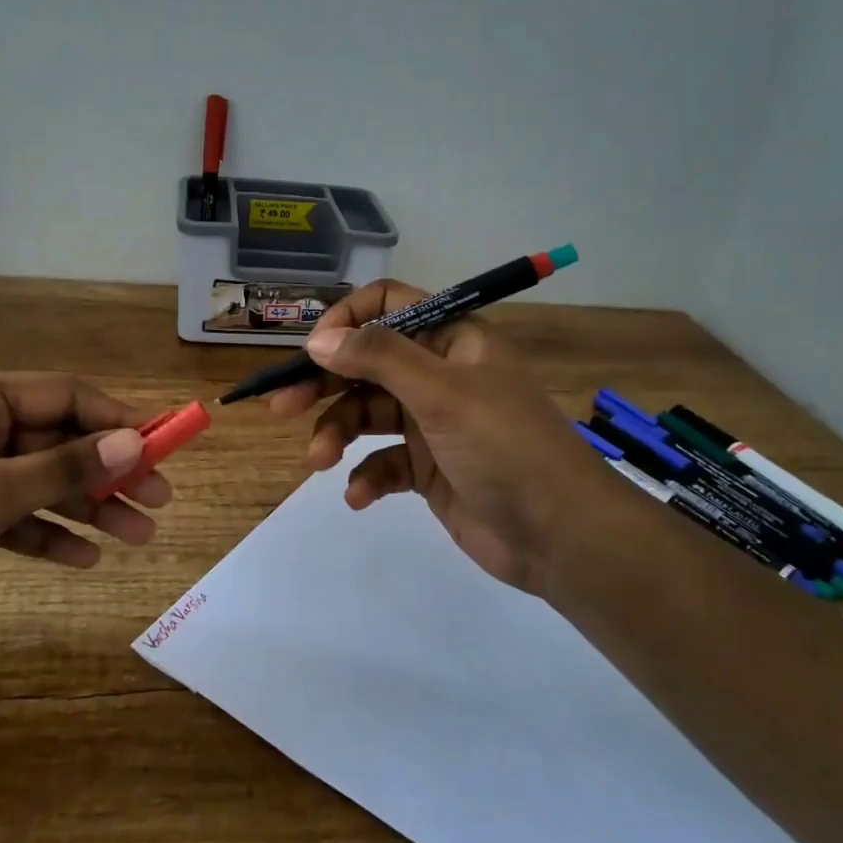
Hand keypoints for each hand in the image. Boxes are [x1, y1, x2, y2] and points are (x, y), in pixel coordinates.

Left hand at [0, 371, 171, 652]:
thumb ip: (65, 467)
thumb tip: (134, 444)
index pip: (65, 397)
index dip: (118, 420)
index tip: (164, 447)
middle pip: (58, 441)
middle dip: (109, 473)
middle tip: (159, 502)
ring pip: (42, 481)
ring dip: (88, 508)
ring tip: (138, 537)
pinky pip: (16, 515)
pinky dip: (48, 533)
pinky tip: (86, 559)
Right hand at [268, 280, 626, 597]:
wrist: (560, 536)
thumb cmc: (505, 446)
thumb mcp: (442, 393)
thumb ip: (378, 358)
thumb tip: (316, 337)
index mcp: (452, 340)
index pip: (389, 306)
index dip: (347, 320)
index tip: (312, 348)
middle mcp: (439, 374)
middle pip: (368, 364)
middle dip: (325, 384)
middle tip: (282, 406)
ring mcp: (432, 423)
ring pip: (367, 415)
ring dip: (338, 436)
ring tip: (318, 462)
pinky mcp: (427, 469)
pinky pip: (382, 462)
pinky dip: (365, 477)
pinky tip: (358, 496)